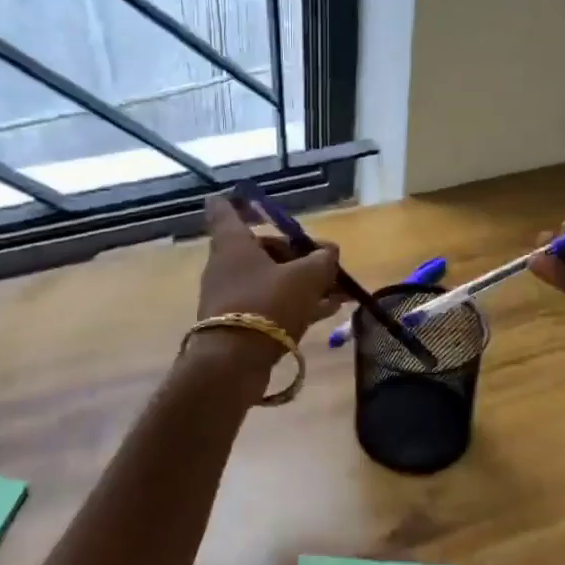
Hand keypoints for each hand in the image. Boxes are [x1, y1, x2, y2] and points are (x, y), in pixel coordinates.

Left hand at [197, 195, 344, 342]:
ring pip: (271, 279)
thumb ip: (322, 260)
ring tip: (340, 291)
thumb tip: (329, 253)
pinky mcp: (239, 323)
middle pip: (262, 248)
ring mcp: (231, 296)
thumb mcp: (305, 277)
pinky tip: (329, 310)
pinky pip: (272, 304)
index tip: (255, 200)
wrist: (232, 363)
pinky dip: (296, 303)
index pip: (224, 209)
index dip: (240, 201)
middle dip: (297, 254)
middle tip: (328, 263)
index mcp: (233, 243)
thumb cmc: (266, 305)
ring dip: (303, 282)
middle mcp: (227, 265)